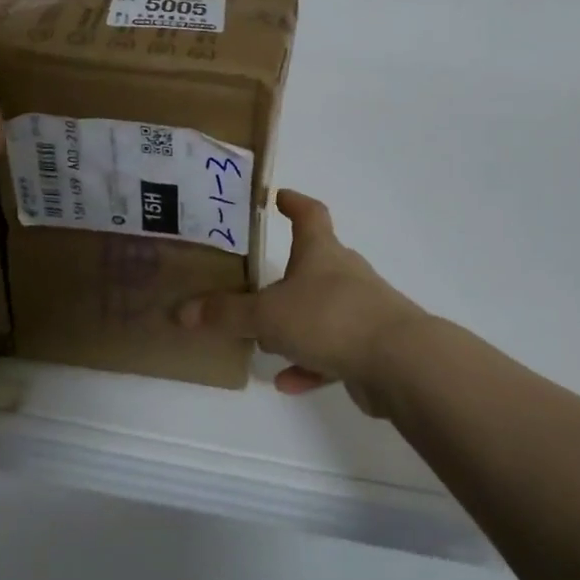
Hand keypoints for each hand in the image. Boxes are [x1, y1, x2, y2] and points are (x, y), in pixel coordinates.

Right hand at [176, 190, 426, 413]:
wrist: (398, 361)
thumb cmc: (329, 318)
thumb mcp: (268, 315)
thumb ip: (227, 315)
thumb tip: (181, 312)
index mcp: (322, 253)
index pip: (310, 214)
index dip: (293, 203)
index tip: (276, 197)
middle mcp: (344, 275)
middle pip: (315, 265)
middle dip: (287, 274)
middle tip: (256, 284)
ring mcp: (361, 311)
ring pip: (321, 312)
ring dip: (295, 325)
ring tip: (265, 342)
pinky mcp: (369, 348)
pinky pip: (332, 353)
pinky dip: (310, 364)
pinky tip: (288, 382)